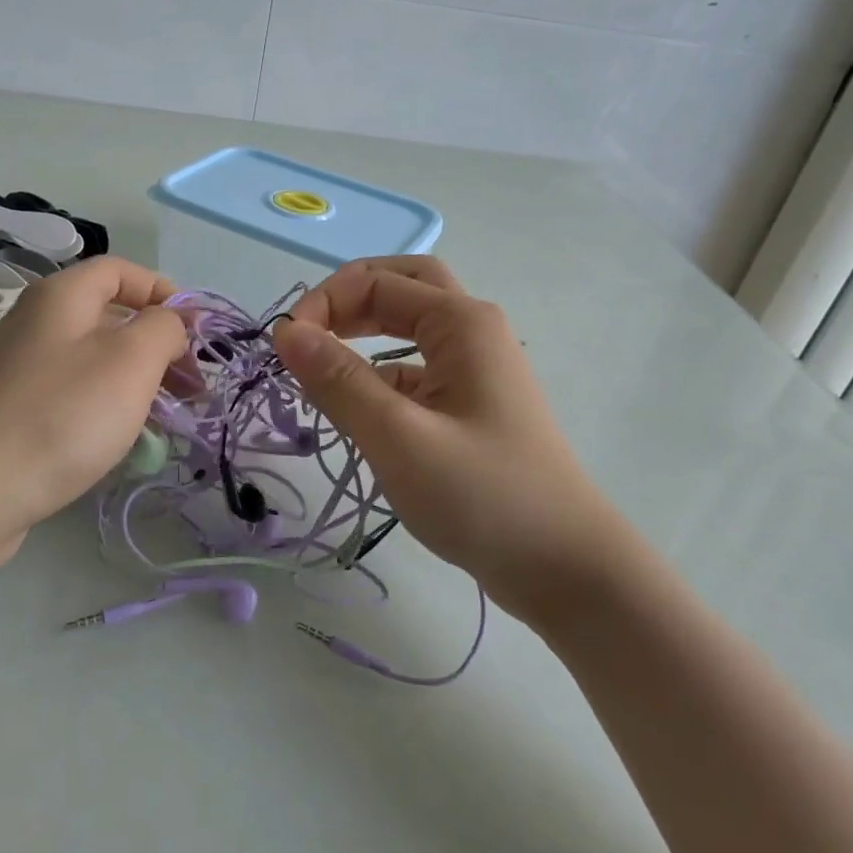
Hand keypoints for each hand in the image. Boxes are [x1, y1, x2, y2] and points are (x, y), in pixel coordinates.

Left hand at [0, 256, 187, 556]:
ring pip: (96, 360)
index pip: (120, 270)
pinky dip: (108, 406)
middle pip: (110, 316)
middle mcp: (38, 323)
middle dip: (158, 344)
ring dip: (138, 380)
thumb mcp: (130, 360)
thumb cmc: (61, 414)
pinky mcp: (17, 412)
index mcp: (61, 296)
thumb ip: (162, 328)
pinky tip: (127, 439)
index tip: (194, 331)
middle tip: (192, 384)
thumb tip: (169, 322)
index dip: (162, 290)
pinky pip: (75, 394)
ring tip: (170, 416)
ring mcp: (23, 369)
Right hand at [272, 257, 629, 608]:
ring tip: (320, 374)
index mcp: (461, 322)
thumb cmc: (484, 497)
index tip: (284, 350)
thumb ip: (338, 380)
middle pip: (401, 286)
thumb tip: (286, 331)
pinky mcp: (470, 407)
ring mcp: (475, 370)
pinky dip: (379, 377)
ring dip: (362, 336)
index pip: (376, 281)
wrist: (567, 571)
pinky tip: (358, 414)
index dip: (323, 303)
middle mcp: (471, 332)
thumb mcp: (399, 437)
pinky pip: (416, 372)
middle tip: (308, 335)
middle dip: (348, 300)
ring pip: (408, 329)